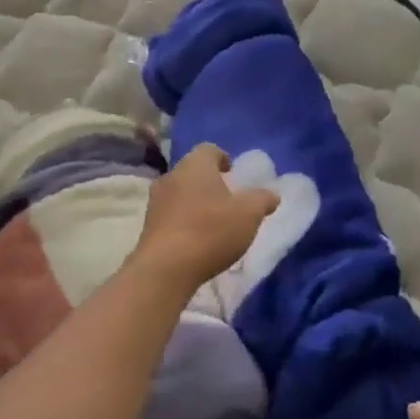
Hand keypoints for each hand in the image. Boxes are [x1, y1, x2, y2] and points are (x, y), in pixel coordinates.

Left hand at [132, 144, 277, 293]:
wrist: (165, 269)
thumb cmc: (210, 231)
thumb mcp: (248, 214)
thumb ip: (262, 200)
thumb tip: (272, 194)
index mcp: (195, 165)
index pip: (209, 149)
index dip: (223, 158)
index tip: (233, 174)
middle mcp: (171, 176)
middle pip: (192, 171)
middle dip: (209, 182)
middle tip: (227, 199)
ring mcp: (155, 201)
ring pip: (180, 193)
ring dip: (195, 202)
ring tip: (213, 223)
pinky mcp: (148, 226)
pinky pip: (170, 215)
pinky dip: (183, 221)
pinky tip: (196, 240)